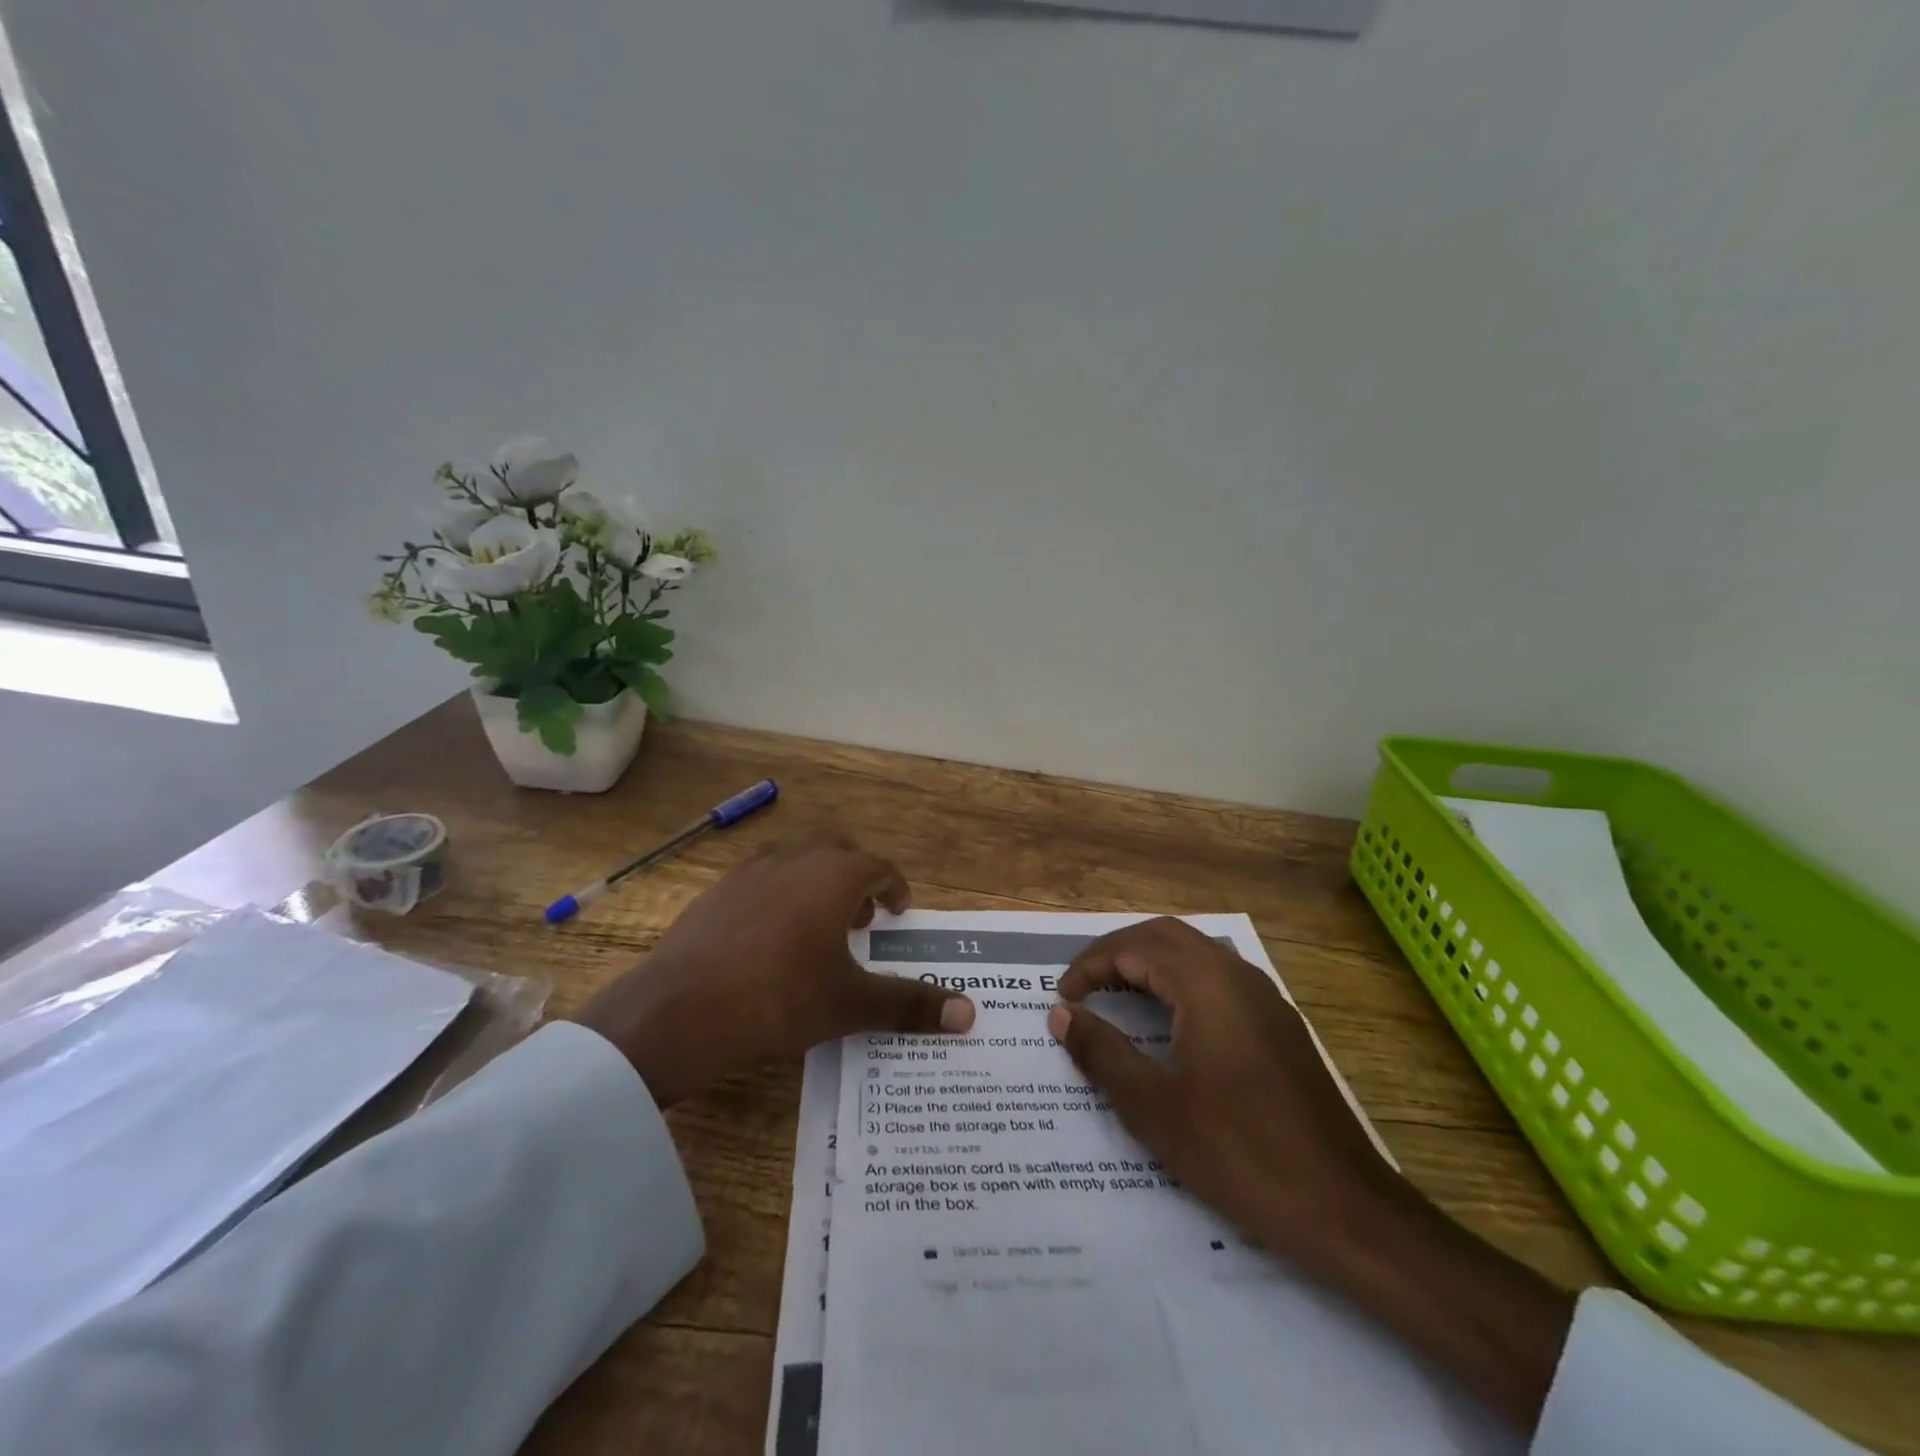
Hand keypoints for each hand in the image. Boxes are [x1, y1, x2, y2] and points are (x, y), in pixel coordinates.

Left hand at [574, 832, 974, 1106]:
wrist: (679, 1008)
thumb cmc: (779, 998)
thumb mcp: (850, 1005)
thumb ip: (910, 1005)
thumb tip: (969, 1014)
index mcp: (834, 876)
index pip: (878, 867)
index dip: (895, 888)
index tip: (899, 911)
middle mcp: (795, 860)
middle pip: (837, 850)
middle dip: (855, 878)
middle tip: (860, 919)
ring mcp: (750, 871)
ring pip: (796, 859)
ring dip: (816, 882)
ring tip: (817, 926)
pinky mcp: (716, 891)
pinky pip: (761, 879)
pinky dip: (779, 895)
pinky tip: (768, 939)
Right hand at [1049, 916, 1573, 1431]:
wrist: (1345, 1208)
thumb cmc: (1239, 1153)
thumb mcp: (1155, 1107)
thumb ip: (1102, 1052)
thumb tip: (1061, 1014)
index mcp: (1207, 985)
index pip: (1135, 947)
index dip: (1091, 965)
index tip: (1062, 998)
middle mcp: (1237, 976)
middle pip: (1165, 935)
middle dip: (1118, 952)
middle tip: (1083, 986)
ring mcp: (1264, 998)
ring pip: (1195, 953)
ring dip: (1150, 963)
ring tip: (1115, 996)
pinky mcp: (1278, 1024)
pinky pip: (1218, 978)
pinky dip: (1179, 981)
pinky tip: (1168, 1023)